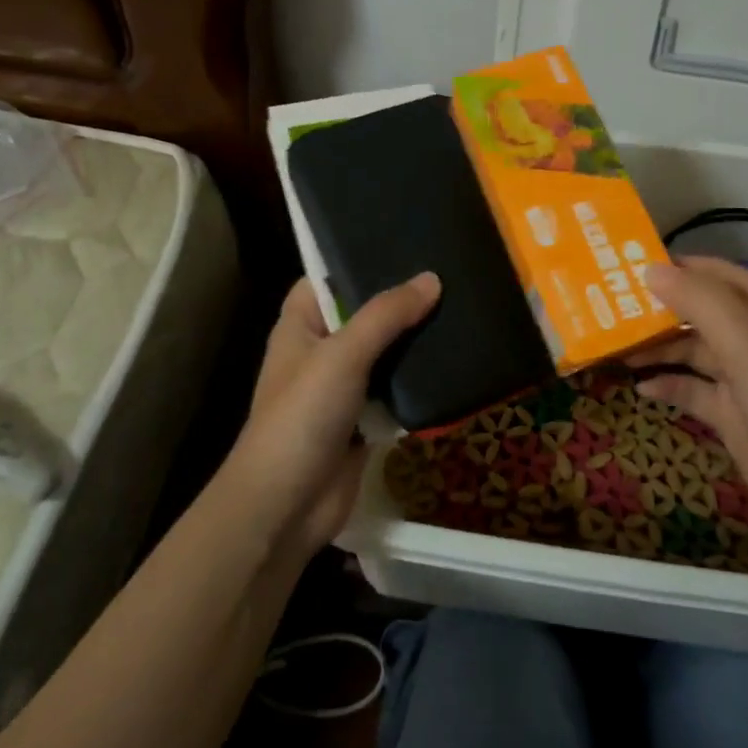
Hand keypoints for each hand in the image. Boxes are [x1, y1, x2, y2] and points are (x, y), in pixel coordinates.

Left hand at [222, 274, 441, 555]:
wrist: (288, 504)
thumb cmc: (302, 416)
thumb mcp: (343, 354)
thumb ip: (386, 315)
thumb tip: (432, 278)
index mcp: (300, 325)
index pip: (326, 279)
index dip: (356, 260)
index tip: (401, 243)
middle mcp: (320, 351)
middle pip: (362, 315)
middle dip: (398, 301)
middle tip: (446, 273)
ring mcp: (342, 388)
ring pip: (383, 353)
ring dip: (412, 341)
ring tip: (459, 308)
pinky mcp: (363, 420)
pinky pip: (394, 390)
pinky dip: (416, 380)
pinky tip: (453, 359)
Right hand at [630, 257, 747, 547]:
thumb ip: (703, 304)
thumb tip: (652, 269)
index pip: (721, 275)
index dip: (679, 267)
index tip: (627, 266)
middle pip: (702, 312)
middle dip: (660, 308)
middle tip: (607, 307)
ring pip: (694, 351)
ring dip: (658, 348)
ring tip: (614, 346)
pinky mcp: (736, 419)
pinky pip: (694, 391)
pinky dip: (668, 386)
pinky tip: (640, 388)